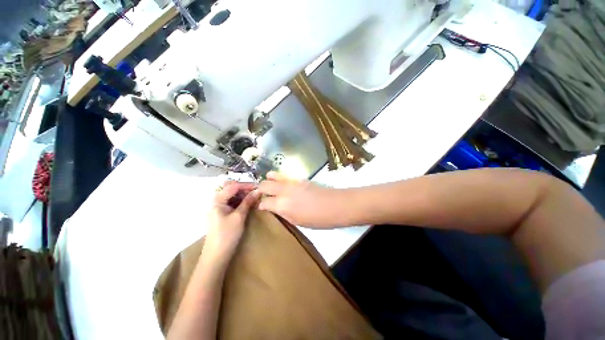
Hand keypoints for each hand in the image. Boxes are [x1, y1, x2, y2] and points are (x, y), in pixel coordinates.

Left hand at [204, 181, 258, 261]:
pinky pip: (232, 203)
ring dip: (243, 195)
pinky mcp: (222, 214)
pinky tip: (248, 204)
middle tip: (256, 192)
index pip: (233, 186)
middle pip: (231, 189)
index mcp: (218, 200)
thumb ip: (248, 202)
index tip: (258, 187)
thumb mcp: (239, 216)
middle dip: (244, 188)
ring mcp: (219, 208)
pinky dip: (240, 201)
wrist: (216, 256)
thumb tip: (258, 191)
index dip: (246, 185)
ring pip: (232, 196)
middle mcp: (217, 201)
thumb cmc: (227, 235)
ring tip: (254, 198)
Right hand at [257, 172, 341, 227]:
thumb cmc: (317, 219)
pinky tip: (280, 182)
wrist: (335, 205)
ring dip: (268, 180)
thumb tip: (275, 208)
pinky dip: (278, 177)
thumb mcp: (297, 221)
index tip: (261, 206)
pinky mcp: (299, 177)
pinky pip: (284, 174)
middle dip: (260, 190)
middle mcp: (283, 191)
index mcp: (282, 205)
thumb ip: (283, 213)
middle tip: (261, 195)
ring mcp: (291, 181)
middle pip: (264, 185)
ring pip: (272, 175)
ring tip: (269, 186)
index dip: (261, 204)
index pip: (264, 202)